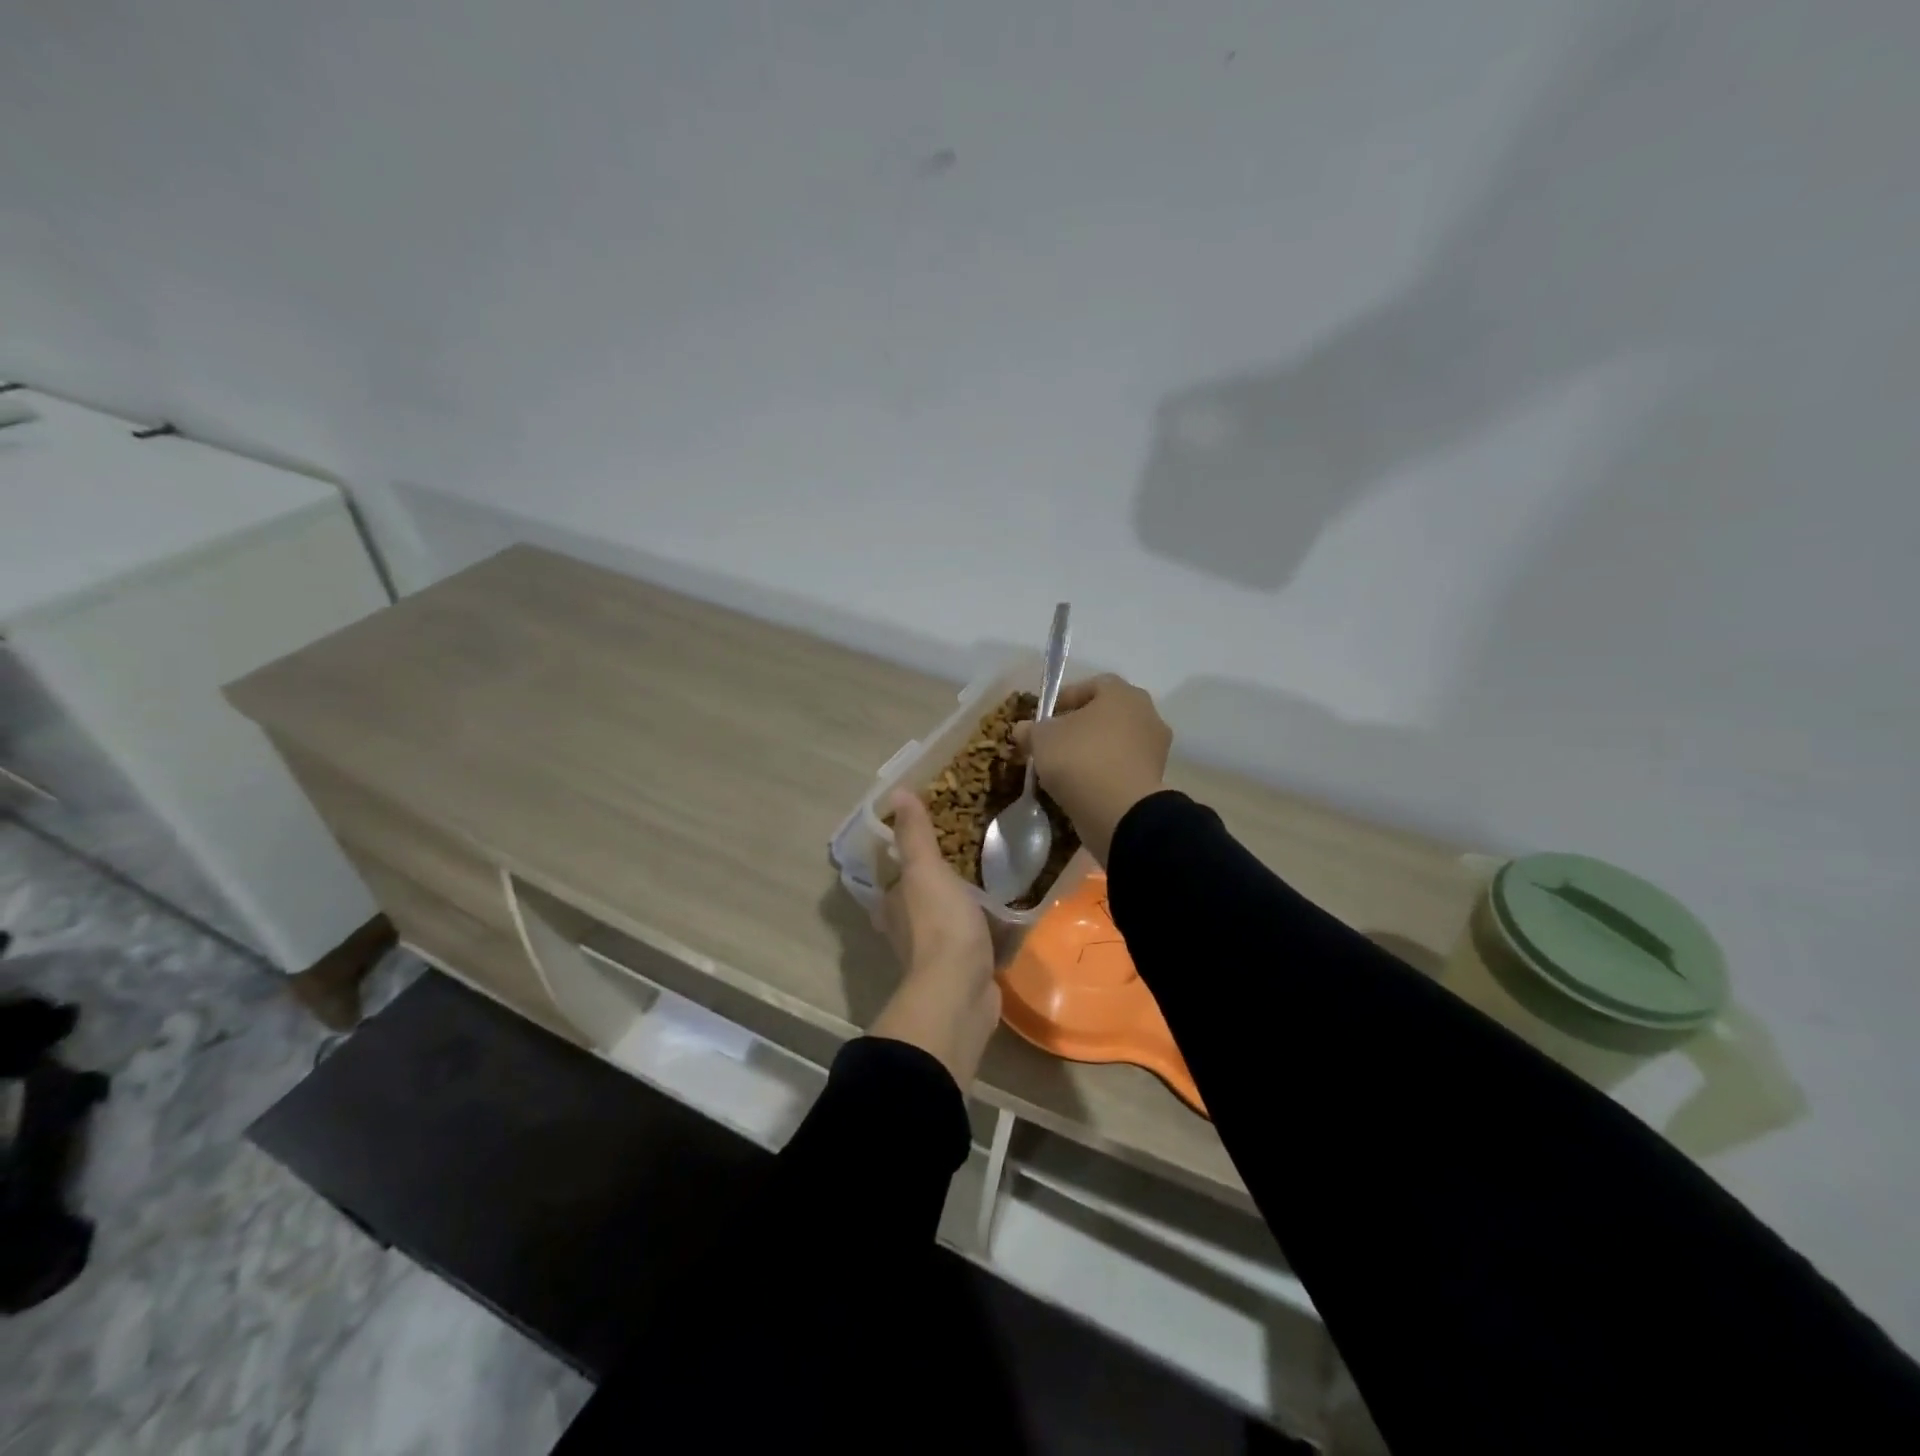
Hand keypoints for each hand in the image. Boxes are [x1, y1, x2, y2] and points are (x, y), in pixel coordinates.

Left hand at [870, 790, 1000, 1087]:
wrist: (960, 992)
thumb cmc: (939, 924)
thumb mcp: (926, 870)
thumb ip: (914, 835)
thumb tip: (896, 792)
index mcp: (892, 904)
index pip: (894, 874)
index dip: (907, 856)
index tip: (933, 837)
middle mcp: (906, 930)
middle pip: (919, 898)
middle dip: (936, 881)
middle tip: (969, 854)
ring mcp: (935, 954)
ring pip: (946, 920)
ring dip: (961, 905)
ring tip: (990, 880)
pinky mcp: (963, 971)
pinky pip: (973, 941)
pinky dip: (984, 930)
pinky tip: (1005, 916)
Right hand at [1013, 674, 1171, 864]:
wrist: (1120, 811)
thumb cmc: (1080, 759)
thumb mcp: (1042, 739)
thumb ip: (1031, 729)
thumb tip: (1022, 729)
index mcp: (1122, 693)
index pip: (1091, 685)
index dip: (1065, 698)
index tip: (1045, 717)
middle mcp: (1146, 713)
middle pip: (1106, 714)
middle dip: (1080, 725)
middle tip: (1055, 741)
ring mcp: (1155, 747)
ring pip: (1116, 741)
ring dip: (1094, 750)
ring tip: (1066, 768)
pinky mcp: (1155, 778)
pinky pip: (1123, 766)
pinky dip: (1105, 772)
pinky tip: (1083, 786)